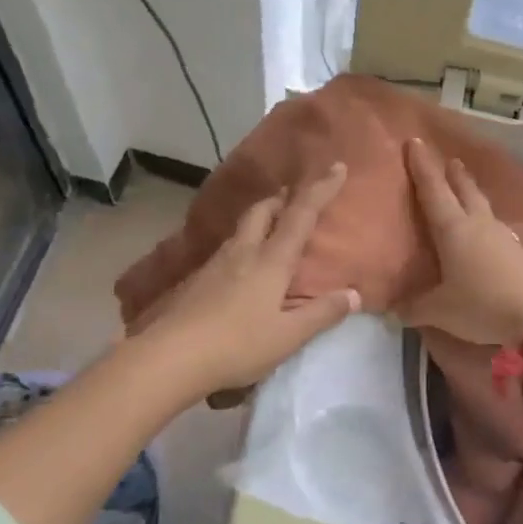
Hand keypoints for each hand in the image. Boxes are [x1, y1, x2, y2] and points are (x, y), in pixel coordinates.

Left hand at [135, 164, 360, 397]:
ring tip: (271, 228)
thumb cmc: (237, 345)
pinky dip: (242, 244)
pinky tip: (240, 267)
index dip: (320, 190)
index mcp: (270, 260)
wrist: (169, 356)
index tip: (336, 166)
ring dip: (260, 219)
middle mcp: (243, 252)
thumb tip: (353, 294)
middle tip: (294, 197)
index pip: (300, 215)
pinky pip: (226, 250)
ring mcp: (215, 264)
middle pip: (263, 210)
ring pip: (242, 228)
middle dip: (281, 198)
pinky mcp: (196, 281)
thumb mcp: (288, 336)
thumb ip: (321, 314)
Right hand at [401, 137, 522, 345]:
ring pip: (483, 206)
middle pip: (464, 191)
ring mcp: (502, 236)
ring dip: (472, 193)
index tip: (414, 142)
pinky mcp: (519, 252)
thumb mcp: (440, 311)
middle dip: (453, 174)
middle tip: (449, 160)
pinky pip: (496, 227)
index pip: (433, 191)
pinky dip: (486, 220)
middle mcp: (478, 224)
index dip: (421, 167)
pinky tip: (487, 229)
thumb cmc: (482, 305)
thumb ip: (414, 307)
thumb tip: (393, 310)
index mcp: (453, 229)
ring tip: (466, 187)